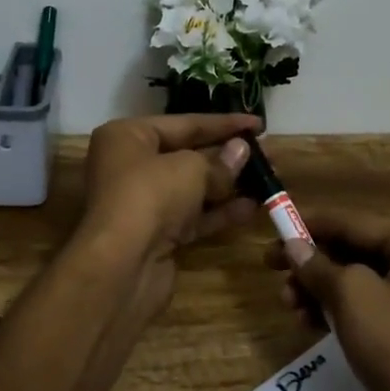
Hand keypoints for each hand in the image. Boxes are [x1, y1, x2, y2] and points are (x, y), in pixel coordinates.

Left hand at [77, 114, 260, 312]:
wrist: (121, 267)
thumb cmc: (150, 196)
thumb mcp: (190, 169)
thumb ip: (219, 162)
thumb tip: (241, 152)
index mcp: (128, 137)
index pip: (184, 123)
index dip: (223, 123)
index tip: (259, 124)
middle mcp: (130, 165)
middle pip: (187, 154)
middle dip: (227, 155)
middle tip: (267, 154)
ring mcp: (143, 203)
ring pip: (192, 188)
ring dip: (228, 185)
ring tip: (267, 179)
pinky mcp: (156, 235)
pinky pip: (192, 216)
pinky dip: (219, 212)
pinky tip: (252, 207)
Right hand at [265, 210, 389, 390]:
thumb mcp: (351, 295)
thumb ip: (317, 266)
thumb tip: (292, 246)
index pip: (354, 222)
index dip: (312, 223)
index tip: (274, 224)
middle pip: (353, 249)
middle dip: (312, 261)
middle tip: (270, 266)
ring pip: (353, 280)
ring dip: (317, 288)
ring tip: (286, 303)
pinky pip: (360, 306)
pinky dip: (332, 309)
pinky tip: (305, 321)